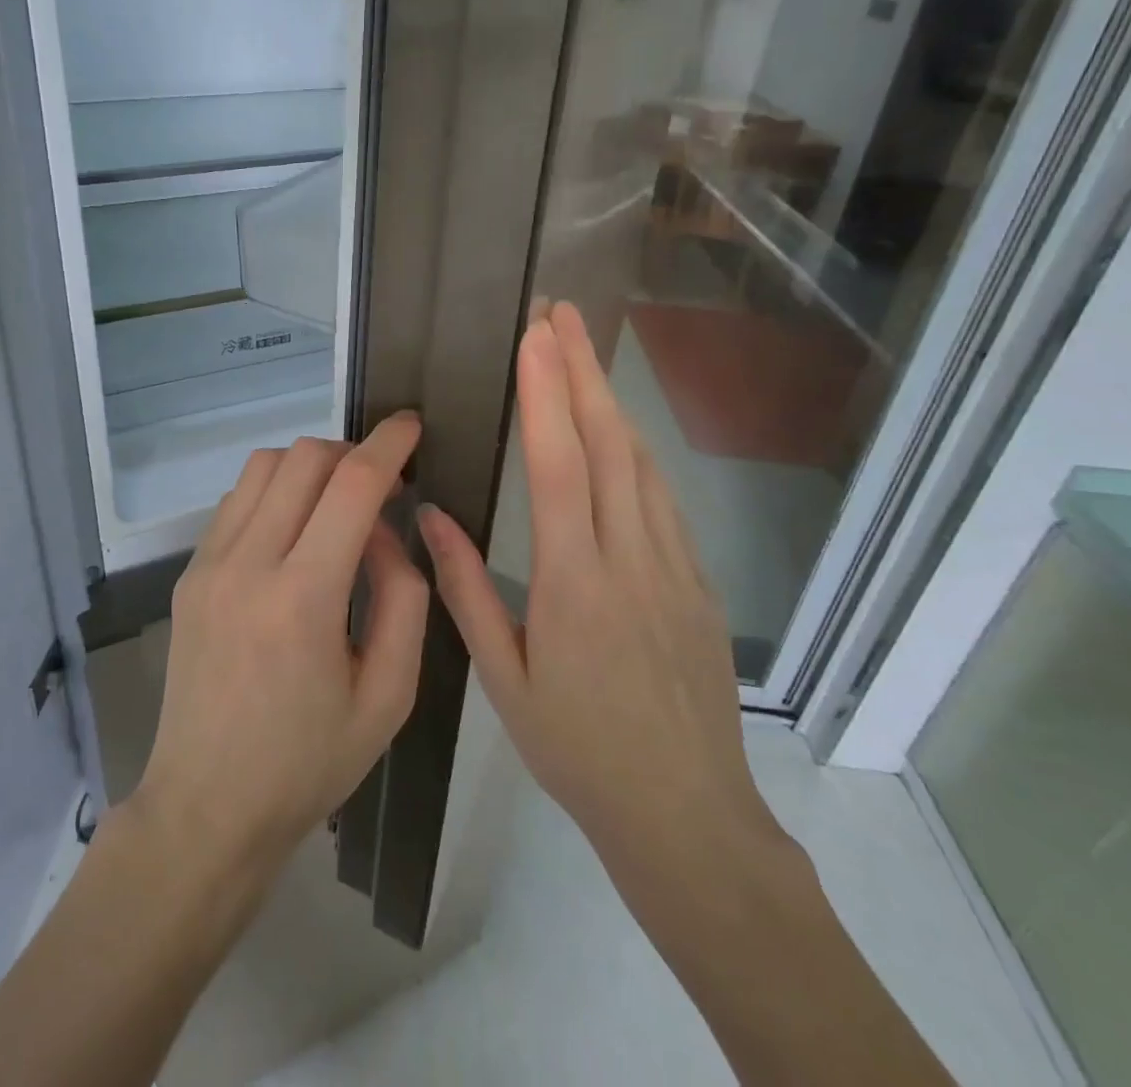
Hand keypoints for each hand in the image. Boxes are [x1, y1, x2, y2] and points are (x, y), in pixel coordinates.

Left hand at [132, 414, 428, 876]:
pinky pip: (236, 500)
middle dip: (351, 452)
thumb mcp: (389, 695)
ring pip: (263, 467)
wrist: (206, 807)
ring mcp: (208, 565)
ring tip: (337, 505)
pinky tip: (293, 532)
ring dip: (309, 467)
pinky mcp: (189, 574)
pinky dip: (274, 492)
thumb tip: (387, 530)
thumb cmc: (308, 763)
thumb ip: (403, 597)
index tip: (412, 426)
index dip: (389, 444)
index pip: (352, 485)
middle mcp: (247, 564)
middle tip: (381, 484)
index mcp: (303, 599)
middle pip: (302, 458)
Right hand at [418, 304, 782, 884]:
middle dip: (582, 370)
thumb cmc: (579, 750)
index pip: (561, 466)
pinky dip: (638, 450)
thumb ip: (467, 592)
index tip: (535, 337)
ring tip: (584, 353)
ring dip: (611, 400)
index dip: (547, 394)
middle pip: (609, 444)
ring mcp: (674, 567)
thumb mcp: (505, 679)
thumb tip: (432, 517)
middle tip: (562, 314)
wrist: (687, 815)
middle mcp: (630, 559)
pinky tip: (622, 432)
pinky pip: (664, 498)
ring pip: (643, 463)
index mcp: (575, 583)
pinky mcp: (698, 581)